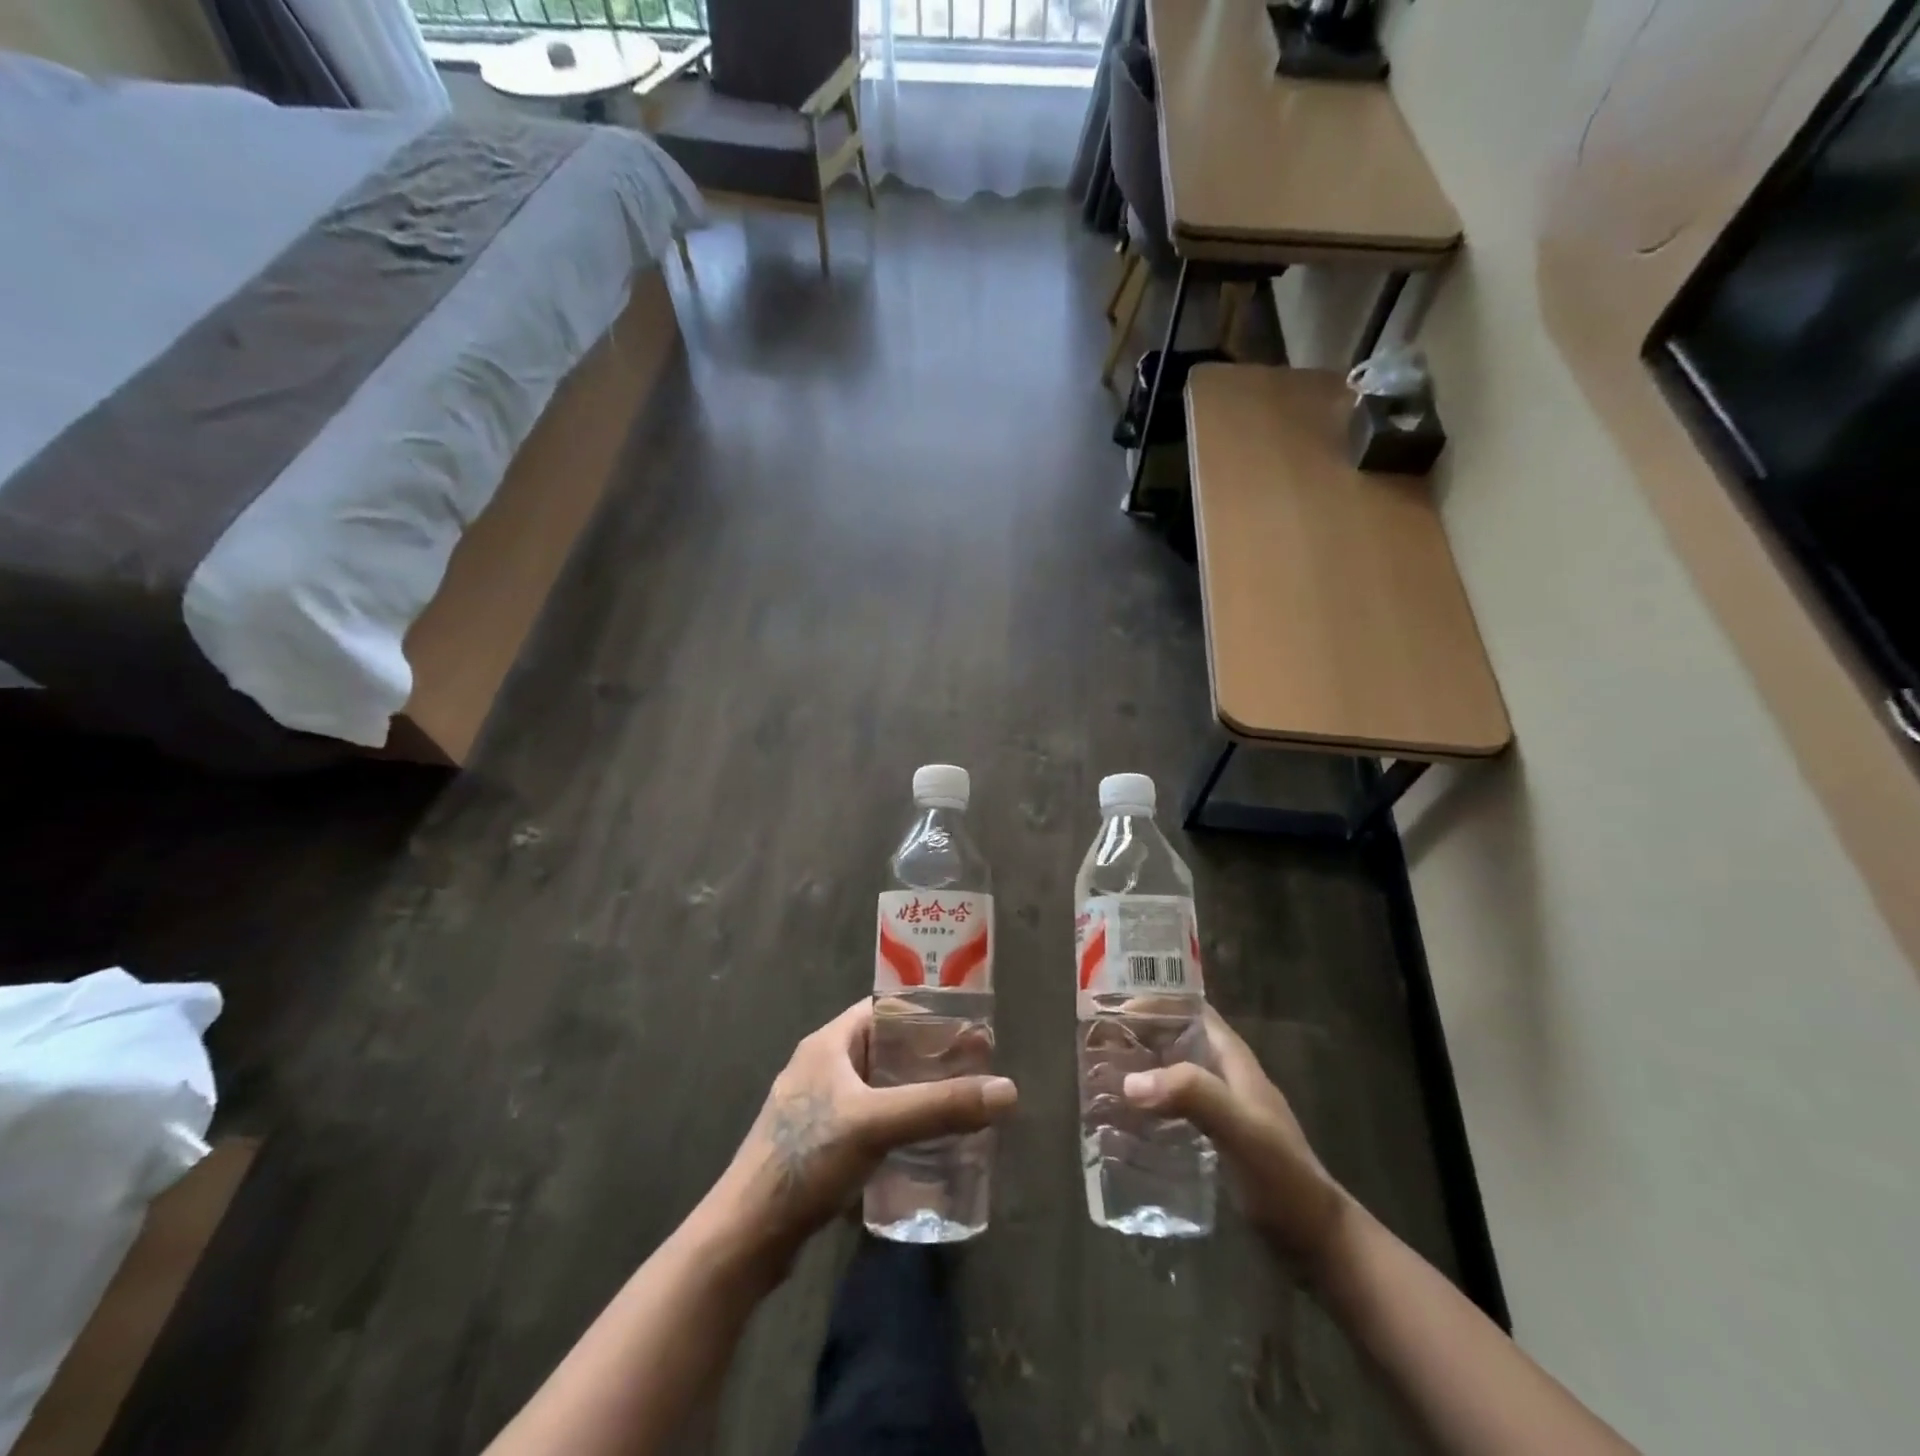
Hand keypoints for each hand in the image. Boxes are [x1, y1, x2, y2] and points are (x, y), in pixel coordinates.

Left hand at [709, 1000, 1016, 1276]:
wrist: (746, 1236)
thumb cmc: (806, 1160)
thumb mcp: (876, 1124)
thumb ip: (940, 1106)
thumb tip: (1007, 1091)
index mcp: (829, 1043)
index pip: (885, 1009)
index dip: (926, 1014)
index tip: (968, 1029)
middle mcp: (823, 1066)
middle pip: (886, 1049)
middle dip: (928, 1058)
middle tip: (974, 1071)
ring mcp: (818, 1107)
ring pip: (878, 1087)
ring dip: (914, 1093)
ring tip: (957, 1106)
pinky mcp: (819, 1144)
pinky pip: (869, 1119)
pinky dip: (897, 1123)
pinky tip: (923, 1144)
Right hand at [1122, 1007, 1345, 1270]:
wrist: (1318, 1244)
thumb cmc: (1282, 1178)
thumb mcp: (1240, 1129)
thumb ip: (1192, 1095)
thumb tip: (1131, 1081)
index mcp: (1232, 1059)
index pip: (1190, 1010)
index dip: (1155, 1001)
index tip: (1112, 1006)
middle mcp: (1225, 1076)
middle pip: (1176, 1039)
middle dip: (1138, 1036)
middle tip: (1095, 1044)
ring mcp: (1222, 1110)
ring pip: (1172, 1074)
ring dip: (1141, 1071)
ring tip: (1100, 1078)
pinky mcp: (1215, 1141)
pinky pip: (1174, 1109)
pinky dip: (1149, 1106)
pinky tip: (1125, 1122)